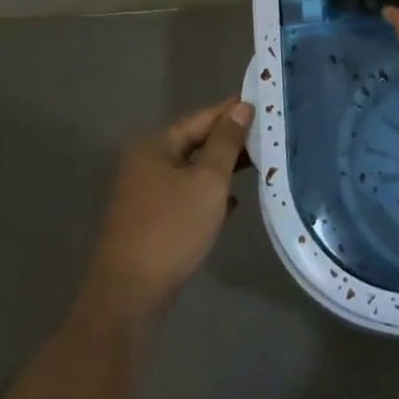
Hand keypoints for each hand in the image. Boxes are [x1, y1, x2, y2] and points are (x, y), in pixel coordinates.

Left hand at [81, 97, 253, 330]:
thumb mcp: (208, 181)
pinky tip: (233, 202)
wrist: (130, 295)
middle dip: (230, 141)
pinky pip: (187, 195)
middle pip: (196, 143)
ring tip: (259, 164)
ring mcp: (146, 194)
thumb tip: (242, 108)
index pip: (202, 118)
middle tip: (268, 135)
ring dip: (222, 168)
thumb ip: (226, 142)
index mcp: (155, 146)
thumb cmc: (172, 228)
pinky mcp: (151, 220)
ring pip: (193, 171)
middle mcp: (146, 164)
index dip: (232, 111)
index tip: (264, 103)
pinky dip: (209, 194)